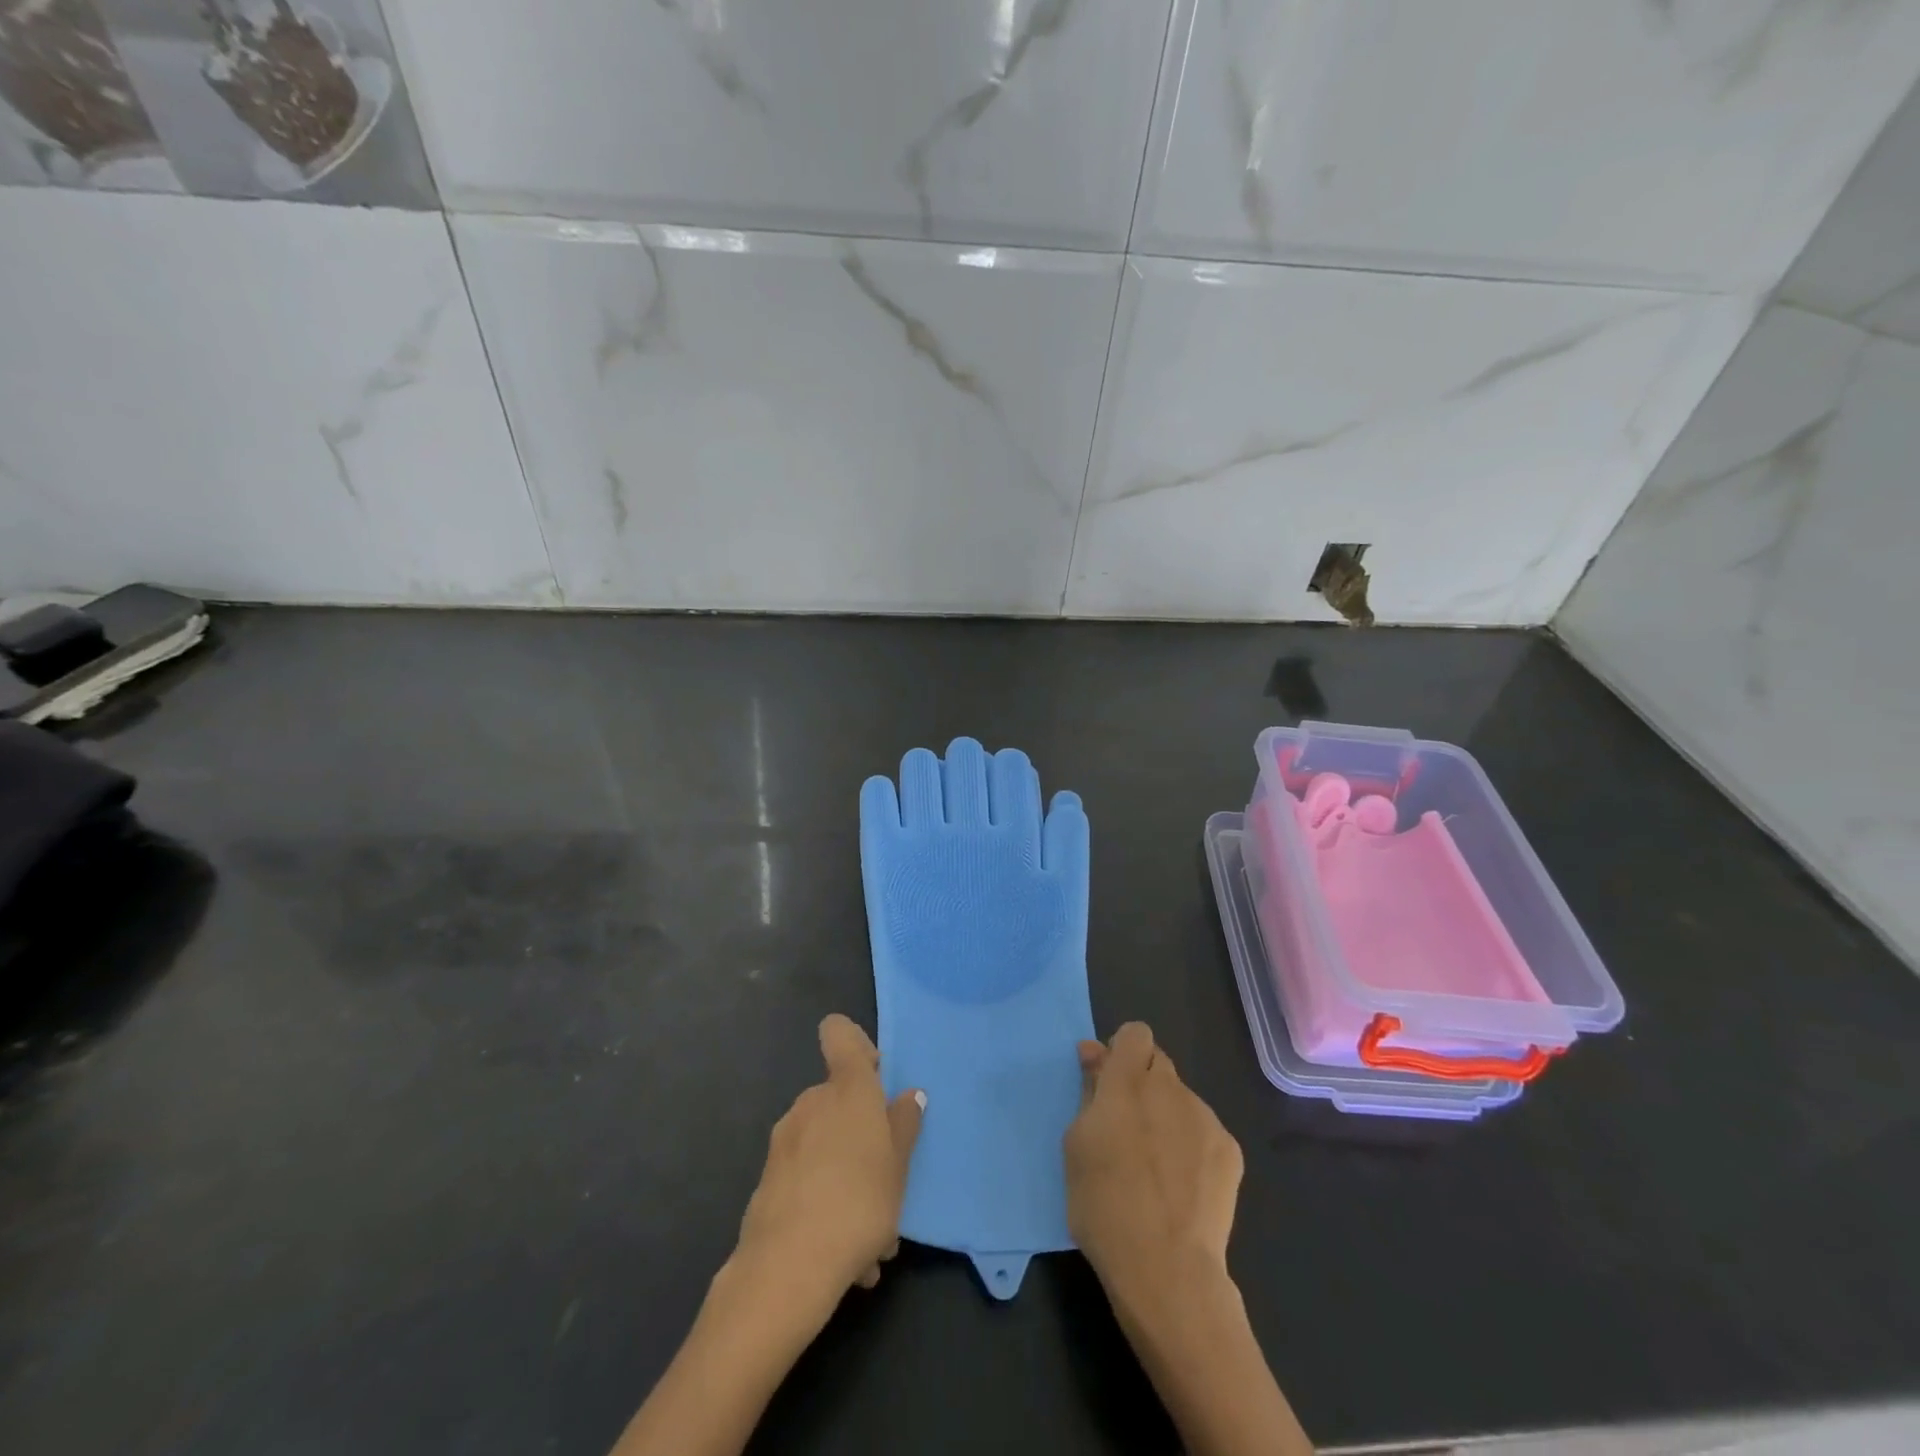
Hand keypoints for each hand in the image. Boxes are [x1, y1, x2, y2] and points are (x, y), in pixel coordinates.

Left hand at [735, 1014, 924, 1308]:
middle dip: (863, 1133)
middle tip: (888, 1179)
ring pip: (826, 1146)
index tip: (876, 1074)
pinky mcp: (768, 1180)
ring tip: (874, 1236)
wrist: (787, 1268)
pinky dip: (827, 1203)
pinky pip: (808, 1180)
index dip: (856, 1044)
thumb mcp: (899, 1166)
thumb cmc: (859, 1202)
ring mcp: (785, 1140)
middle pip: (839, 1099)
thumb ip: (904, 1125)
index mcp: (847, 1088)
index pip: (840, 1034)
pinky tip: (849, 1257)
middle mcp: (812, 1102)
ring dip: (849, 1176)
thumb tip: (909, 1095)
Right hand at [1065, 1022, 1243, 1300]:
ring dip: (1166, 1114)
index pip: (1135, 1033)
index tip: (1110, 1082)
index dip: (1122, 1051)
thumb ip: (1089, 1090)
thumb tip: (1094, 1052)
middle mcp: (1170, 1088)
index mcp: (1128, 1082)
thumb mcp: (1077, 1144)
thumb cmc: (1104, 1205)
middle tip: (1128, 1126)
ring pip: (1181, 1098)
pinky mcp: (1230, 1151)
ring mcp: (1205, 1118)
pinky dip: (1190, 1145)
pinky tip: (1182, 1185)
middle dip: (1142, 1082)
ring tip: (1157, 1165)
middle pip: (1158, 1063)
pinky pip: (1203, 1130)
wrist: (1167, 1269)